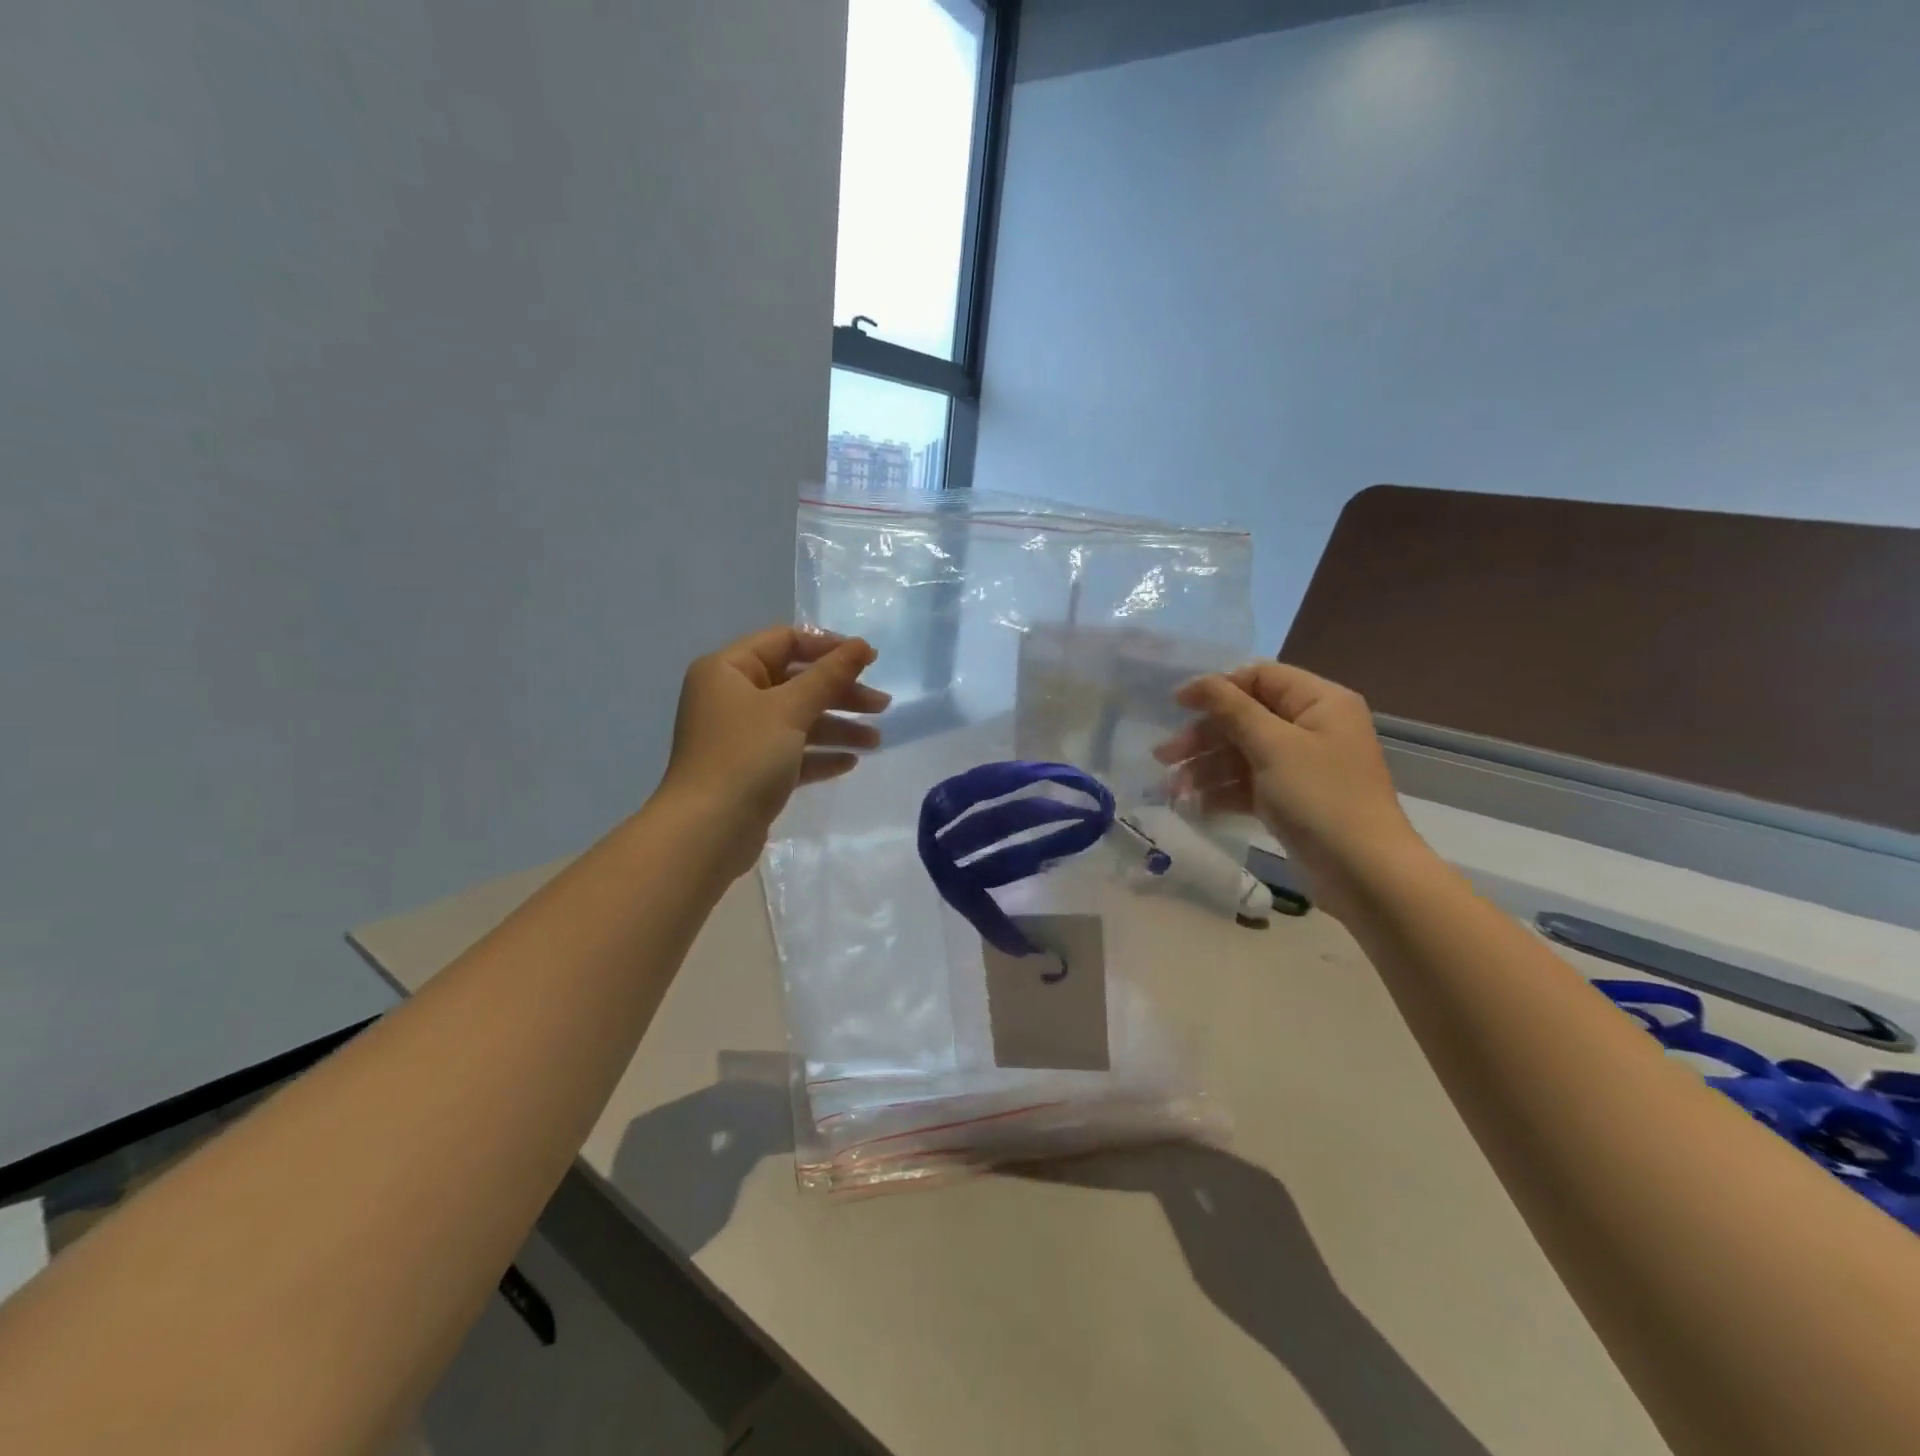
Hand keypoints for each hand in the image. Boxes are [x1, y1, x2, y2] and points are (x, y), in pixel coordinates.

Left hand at [660, 626, 889, 876]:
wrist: (706, 832)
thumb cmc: (744, 757)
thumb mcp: (790, 709)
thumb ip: (829, 675)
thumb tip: (862, 645)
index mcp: (728, 670)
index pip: (785, 641)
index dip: (830, 647)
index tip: (870, 661)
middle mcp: (731, 697)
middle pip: (796, 682)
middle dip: (841, 693)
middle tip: (882, 706)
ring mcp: (741, 736)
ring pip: (798, 720)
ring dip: (838, 726)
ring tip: (876, 741)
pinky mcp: (751, 771)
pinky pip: (792, 752)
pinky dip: (820, 754)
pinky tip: (850, 762)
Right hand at [1155, 662, 1426, 914]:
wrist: (1364, 873)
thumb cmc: (1321, 797)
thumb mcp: (1273, 746)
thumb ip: (1231, 709)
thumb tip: (1197, 682)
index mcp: (1319, 702)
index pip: (1259, 677)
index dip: (1217, 688)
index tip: (1176, 705)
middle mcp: (1312, 727)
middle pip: (1245, 718)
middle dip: (1203, 737)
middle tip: (1163, 756)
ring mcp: (1300, 766)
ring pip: (1242, 754)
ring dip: (1205, 768)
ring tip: (1172, 789)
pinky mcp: (1291, 799)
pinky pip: (1248, 784)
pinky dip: (1221, 792)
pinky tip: (1193, 806)